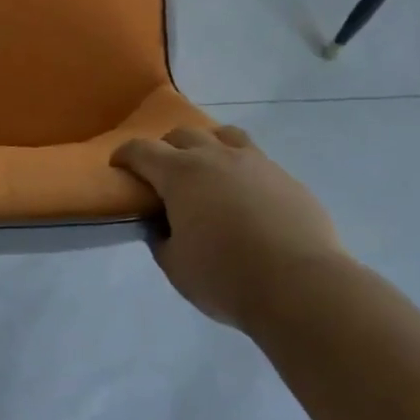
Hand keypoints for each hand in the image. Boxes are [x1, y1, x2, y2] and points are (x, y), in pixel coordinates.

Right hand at [112, 126, 343, 330]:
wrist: (300, 285)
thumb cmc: (227, 278)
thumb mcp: (177, 267)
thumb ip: (162, 240)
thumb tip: (162, 225)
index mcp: (180, 174)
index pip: (142, 150)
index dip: (125, 155)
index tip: (118, 164)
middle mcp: (215, 156)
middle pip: (182, 135)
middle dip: (166, 148)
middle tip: (164, 174)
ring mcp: (254, 161)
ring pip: (223, 135)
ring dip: (207, 146)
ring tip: (208, 169)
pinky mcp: (284, 176)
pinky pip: (255, 158)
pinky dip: (241, 168)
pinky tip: (246, 195)